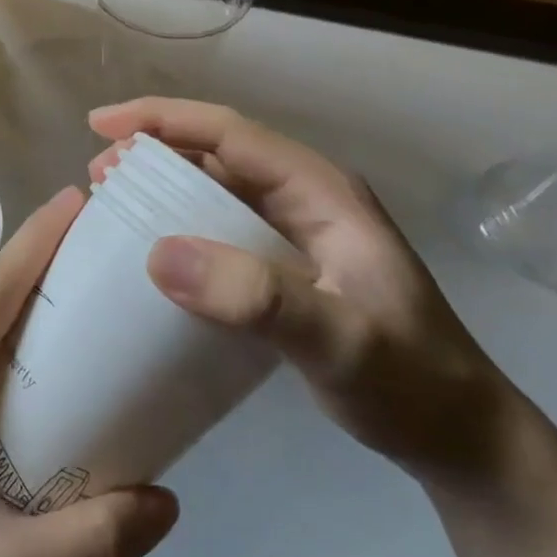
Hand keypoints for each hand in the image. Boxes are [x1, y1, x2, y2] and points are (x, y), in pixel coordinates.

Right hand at [89, 99, 524, 489]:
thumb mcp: (338, 341)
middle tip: (96, 177)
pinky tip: (151, 253)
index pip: (229, 133)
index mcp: (320, 191)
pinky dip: (179, 227)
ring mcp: (297, 233)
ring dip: (161, 188)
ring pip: (216, 189)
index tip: (100, 126)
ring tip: (110, 205)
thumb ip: (256, 297)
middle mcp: (305, 199)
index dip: (161, 119)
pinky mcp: (287, 267)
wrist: (461, 437)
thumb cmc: (410, 382)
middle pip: (216, 153)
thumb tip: (157, 254)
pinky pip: (220, 229)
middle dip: (152, 152)